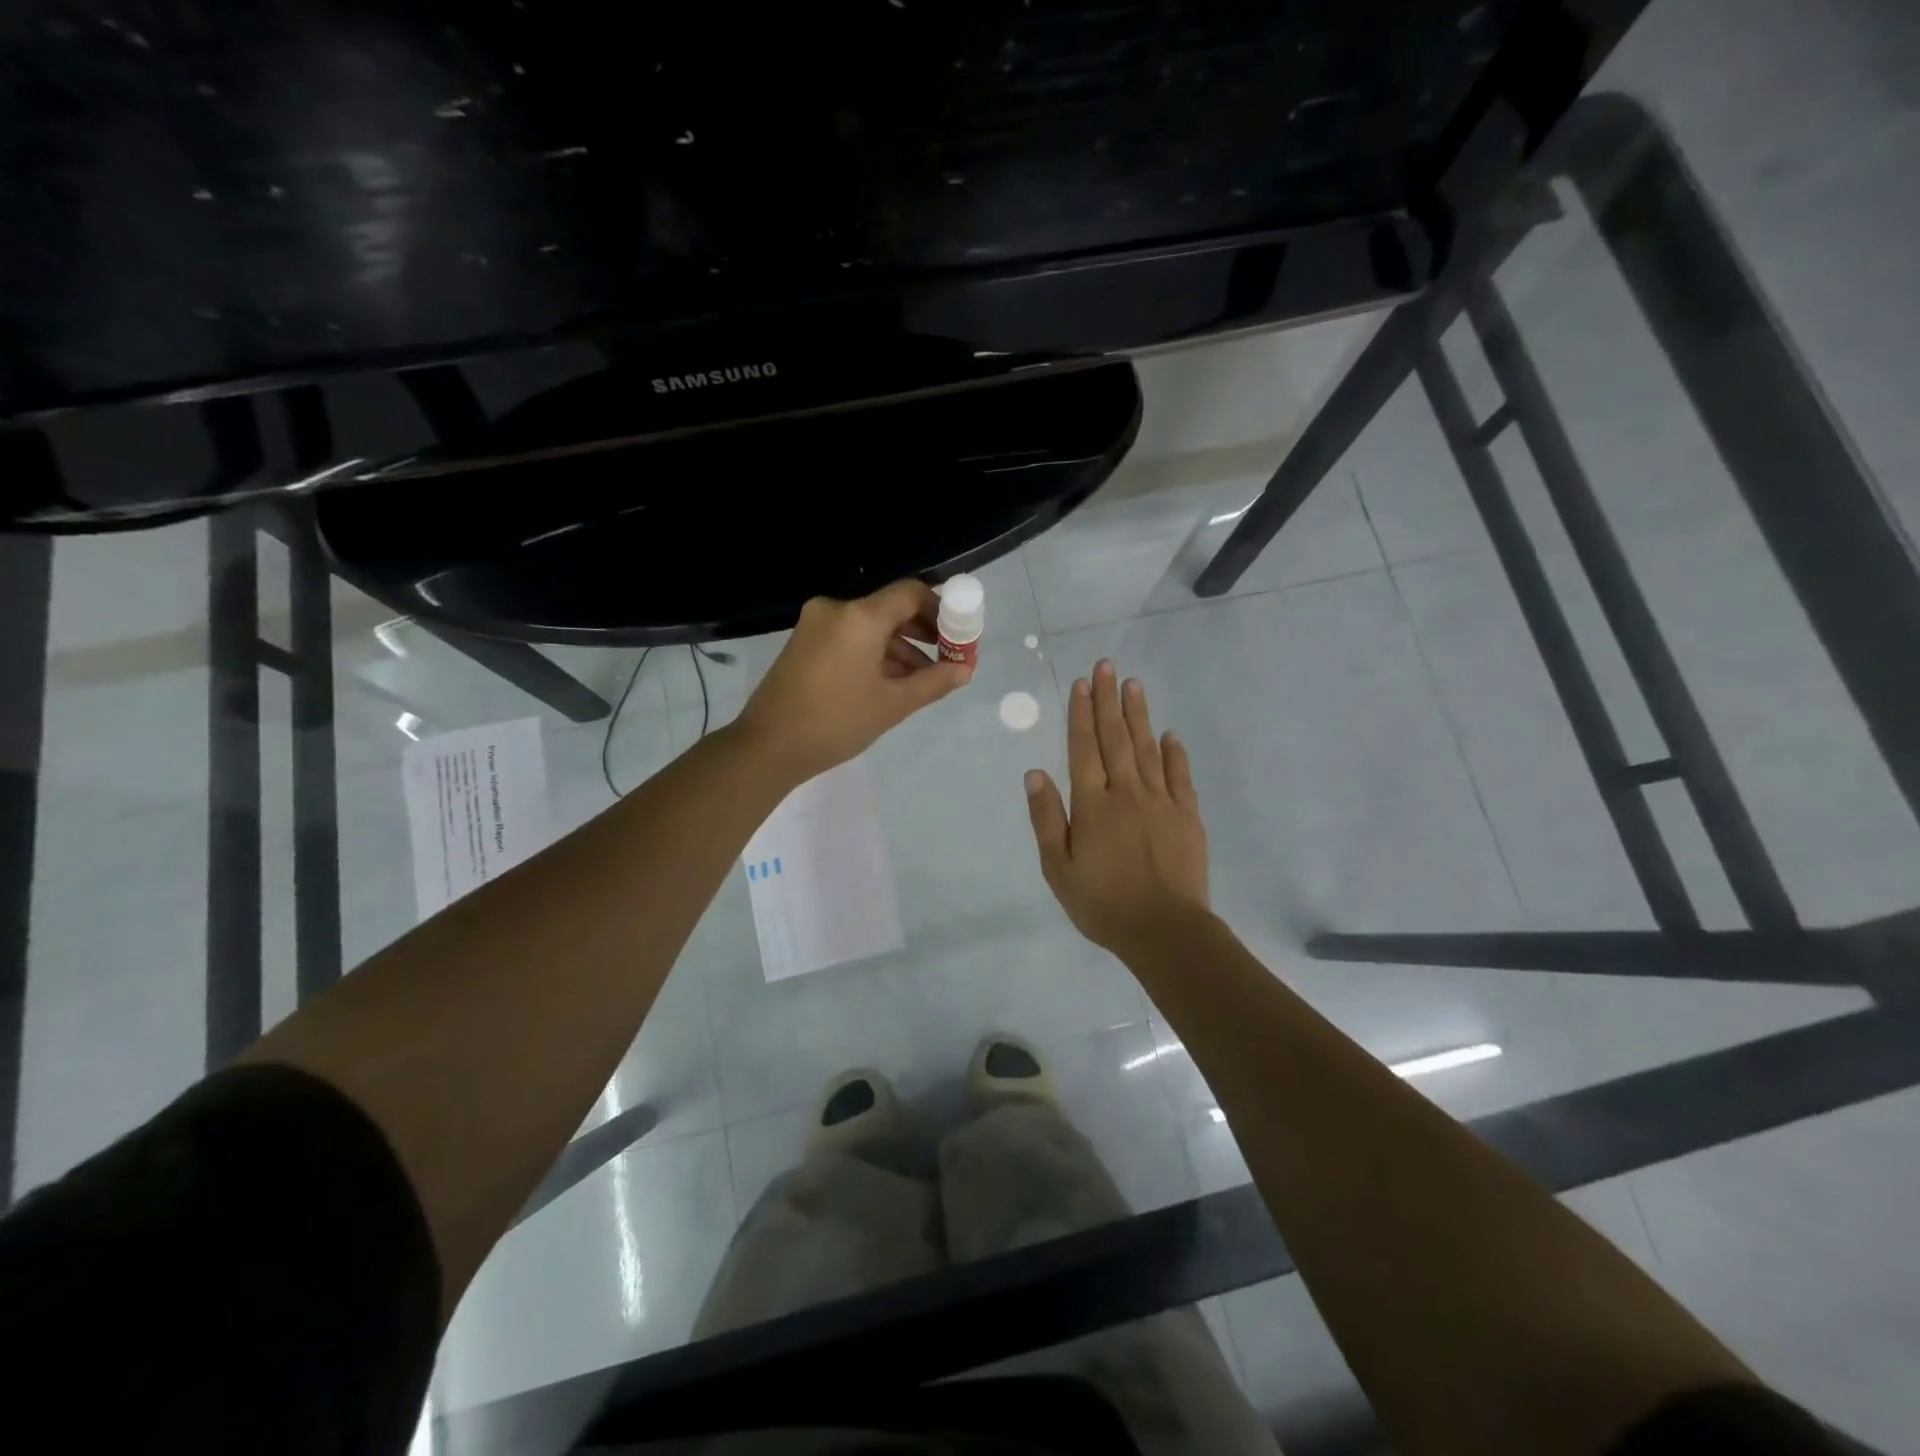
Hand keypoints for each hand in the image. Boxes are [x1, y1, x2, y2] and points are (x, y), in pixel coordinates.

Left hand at [737, 580, 971, 783]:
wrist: (768, 746)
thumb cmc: (836, 722)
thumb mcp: (893, 704)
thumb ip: (934, 682)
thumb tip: (964, 670)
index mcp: (860, 617)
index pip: (910, 593)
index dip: (941, 608)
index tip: (958, 633)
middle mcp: (836, 609)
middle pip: (890, 607)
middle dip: (923, 630)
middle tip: (948, 656)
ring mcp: (816, 625)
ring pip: (870, 625)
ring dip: (900, 646)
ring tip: (925, 677)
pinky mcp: (805, 642)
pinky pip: (850, 637)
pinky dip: (874, 652)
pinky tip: (892, 680)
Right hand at [1024, 661, 1209, 957]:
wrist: (1164, 931)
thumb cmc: (1102, 903)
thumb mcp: (1058, 868)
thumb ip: (1047, 818)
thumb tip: (1035, 773)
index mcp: (1093, 805)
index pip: (1084, 748)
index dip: (1081, 714)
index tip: (1081, 683)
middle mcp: (1126, 793)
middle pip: (1116, 738)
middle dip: (1108, 700)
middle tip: (1106, 666)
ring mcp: (1161, 802)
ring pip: (1147, 749)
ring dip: (1139, 715)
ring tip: (1133, 685)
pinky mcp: (1187, 816)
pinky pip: (1180, 776)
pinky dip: (1174, 753)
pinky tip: (1170, 734)